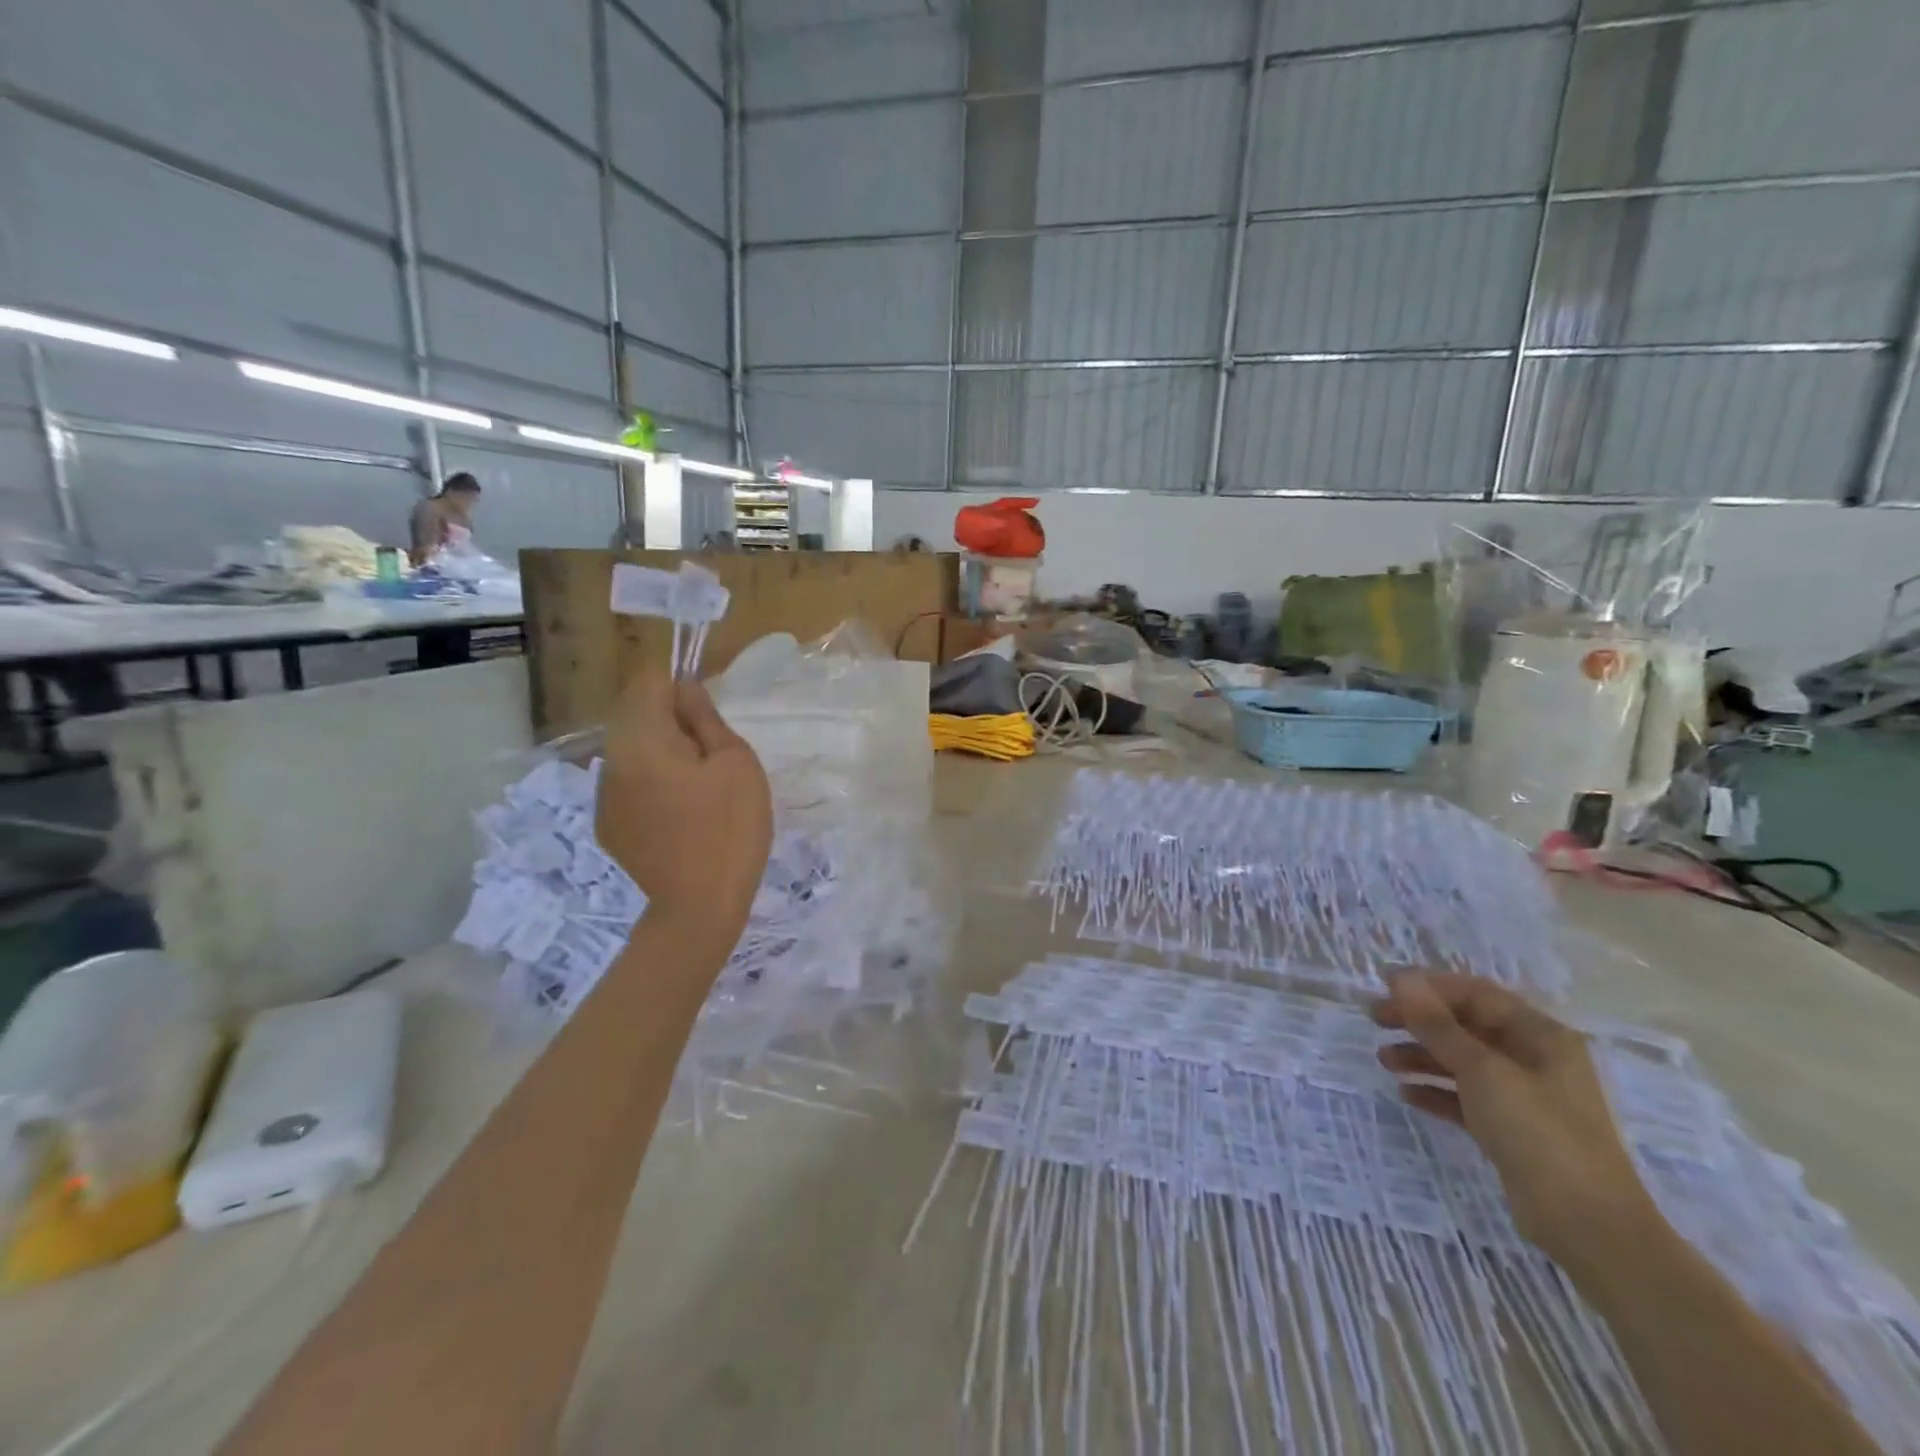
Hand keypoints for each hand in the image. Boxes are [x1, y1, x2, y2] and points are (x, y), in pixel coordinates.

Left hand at [595, 674, 772, 951]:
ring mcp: (605, 795)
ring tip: (700, 789)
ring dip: (663, 753)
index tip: (709, 718)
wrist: (696, 910)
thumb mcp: (736, 764)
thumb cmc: (728, 830)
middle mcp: (611, 760)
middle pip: (636, 714)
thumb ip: (707, 720)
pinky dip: (654, 784)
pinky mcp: (609, 825)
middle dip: (673, 721)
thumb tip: (687, 690)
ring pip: (633, 750)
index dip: (681, 687)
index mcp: (641, 739)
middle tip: (712, 756)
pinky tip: (682, 816)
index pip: (649, 681)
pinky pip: (630, 784)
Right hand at [1370, 973, 1659, 1269]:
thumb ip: (1437, 1024)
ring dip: (1421, 1055)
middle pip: (1466, 1026)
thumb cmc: (1538, 1132)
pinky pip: (1466, 1098)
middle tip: (1374, 1019)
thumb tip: (1400, 978)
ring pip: (1462, 1062)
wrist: (1589, 1227)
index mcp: (1540, 1035)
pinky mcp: (1512, 1130)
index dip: (1428, 986)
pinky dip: (1436, 1091)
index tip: (1384, 987)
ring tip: (1383, 1060)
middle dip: (1419, 1020)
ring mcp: (1524, 1097)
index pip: (1476, 994)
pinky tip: (1406, 1094)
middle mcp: (1534, 1059)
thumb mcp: (1482, 1071)